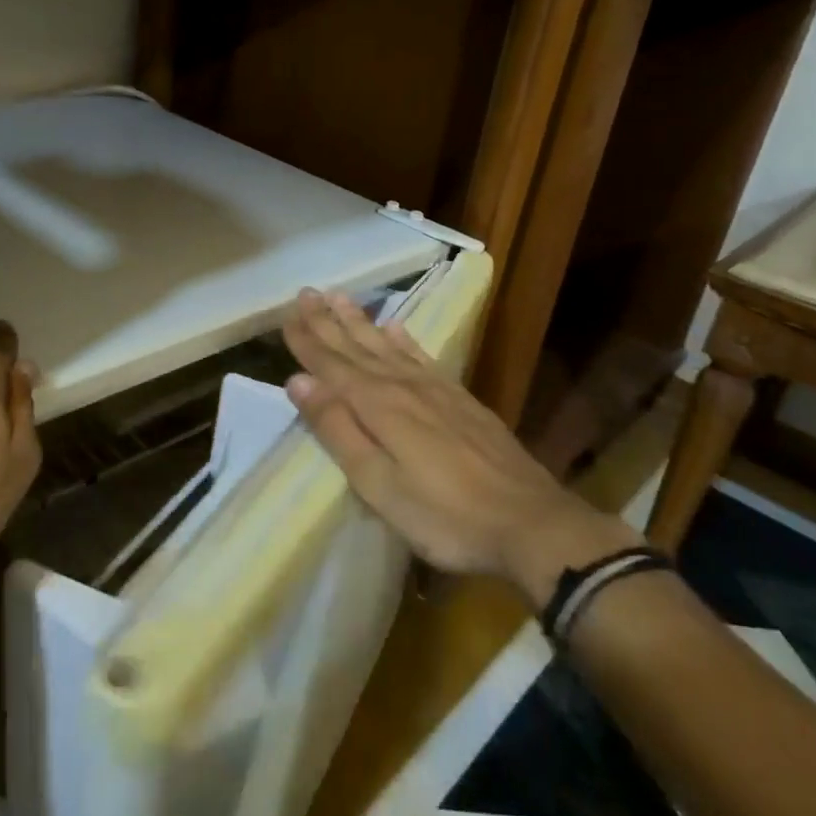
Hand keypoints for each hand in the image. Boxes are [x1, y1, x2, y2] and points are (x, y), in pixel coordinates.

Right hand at [282, 289, 635, 603]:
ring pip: (386, 345)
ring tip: (339, 296)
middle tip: (305, 292)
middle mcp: (403, 385)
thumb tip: (298, 381)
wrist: (529, 522)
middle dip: (327, 321)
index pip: (331, 365)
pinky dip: (404, 339)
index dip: (306, 340)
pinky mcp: (460, 398)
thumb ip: (338, 429)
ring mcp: (435, 389)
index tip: (285, 314)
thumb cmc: (444, 515)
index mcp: (377, 405)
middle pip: (356, 347)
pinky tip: (395, 326)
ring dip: (360, 321)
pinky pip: (422, 355)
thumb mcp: (378, 484)